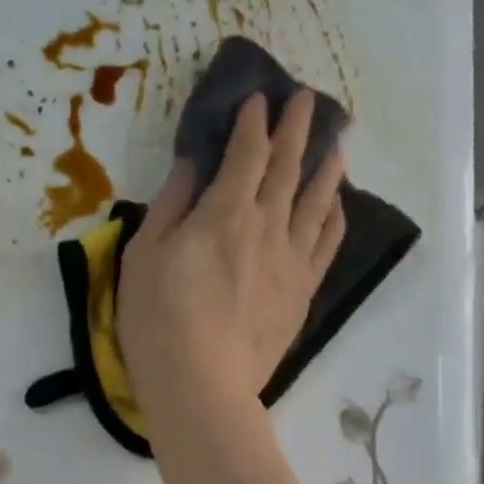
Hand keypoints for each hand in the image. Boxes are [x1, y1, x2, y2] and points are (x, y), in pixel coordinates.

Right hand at [118, 91, 345, 424]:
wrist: (202, 385)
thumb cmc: (158, 320)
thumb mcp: (144, 256)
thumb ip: (169, 205)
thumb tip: (190, 164)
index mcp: (225, 212)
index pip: (247, 153)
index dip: (253, 122)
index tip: (258, 98)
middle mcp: (267, 226)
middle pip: (288, 167)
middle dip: (298, 129)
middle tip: (309, 100)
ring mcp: (291, 260)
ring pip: (317, 202)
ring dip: (328, 167)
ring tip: (339, 142)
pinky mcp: (302, 292)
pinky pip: (326, 245)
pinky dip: (334, 219)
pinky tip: (337, 206)